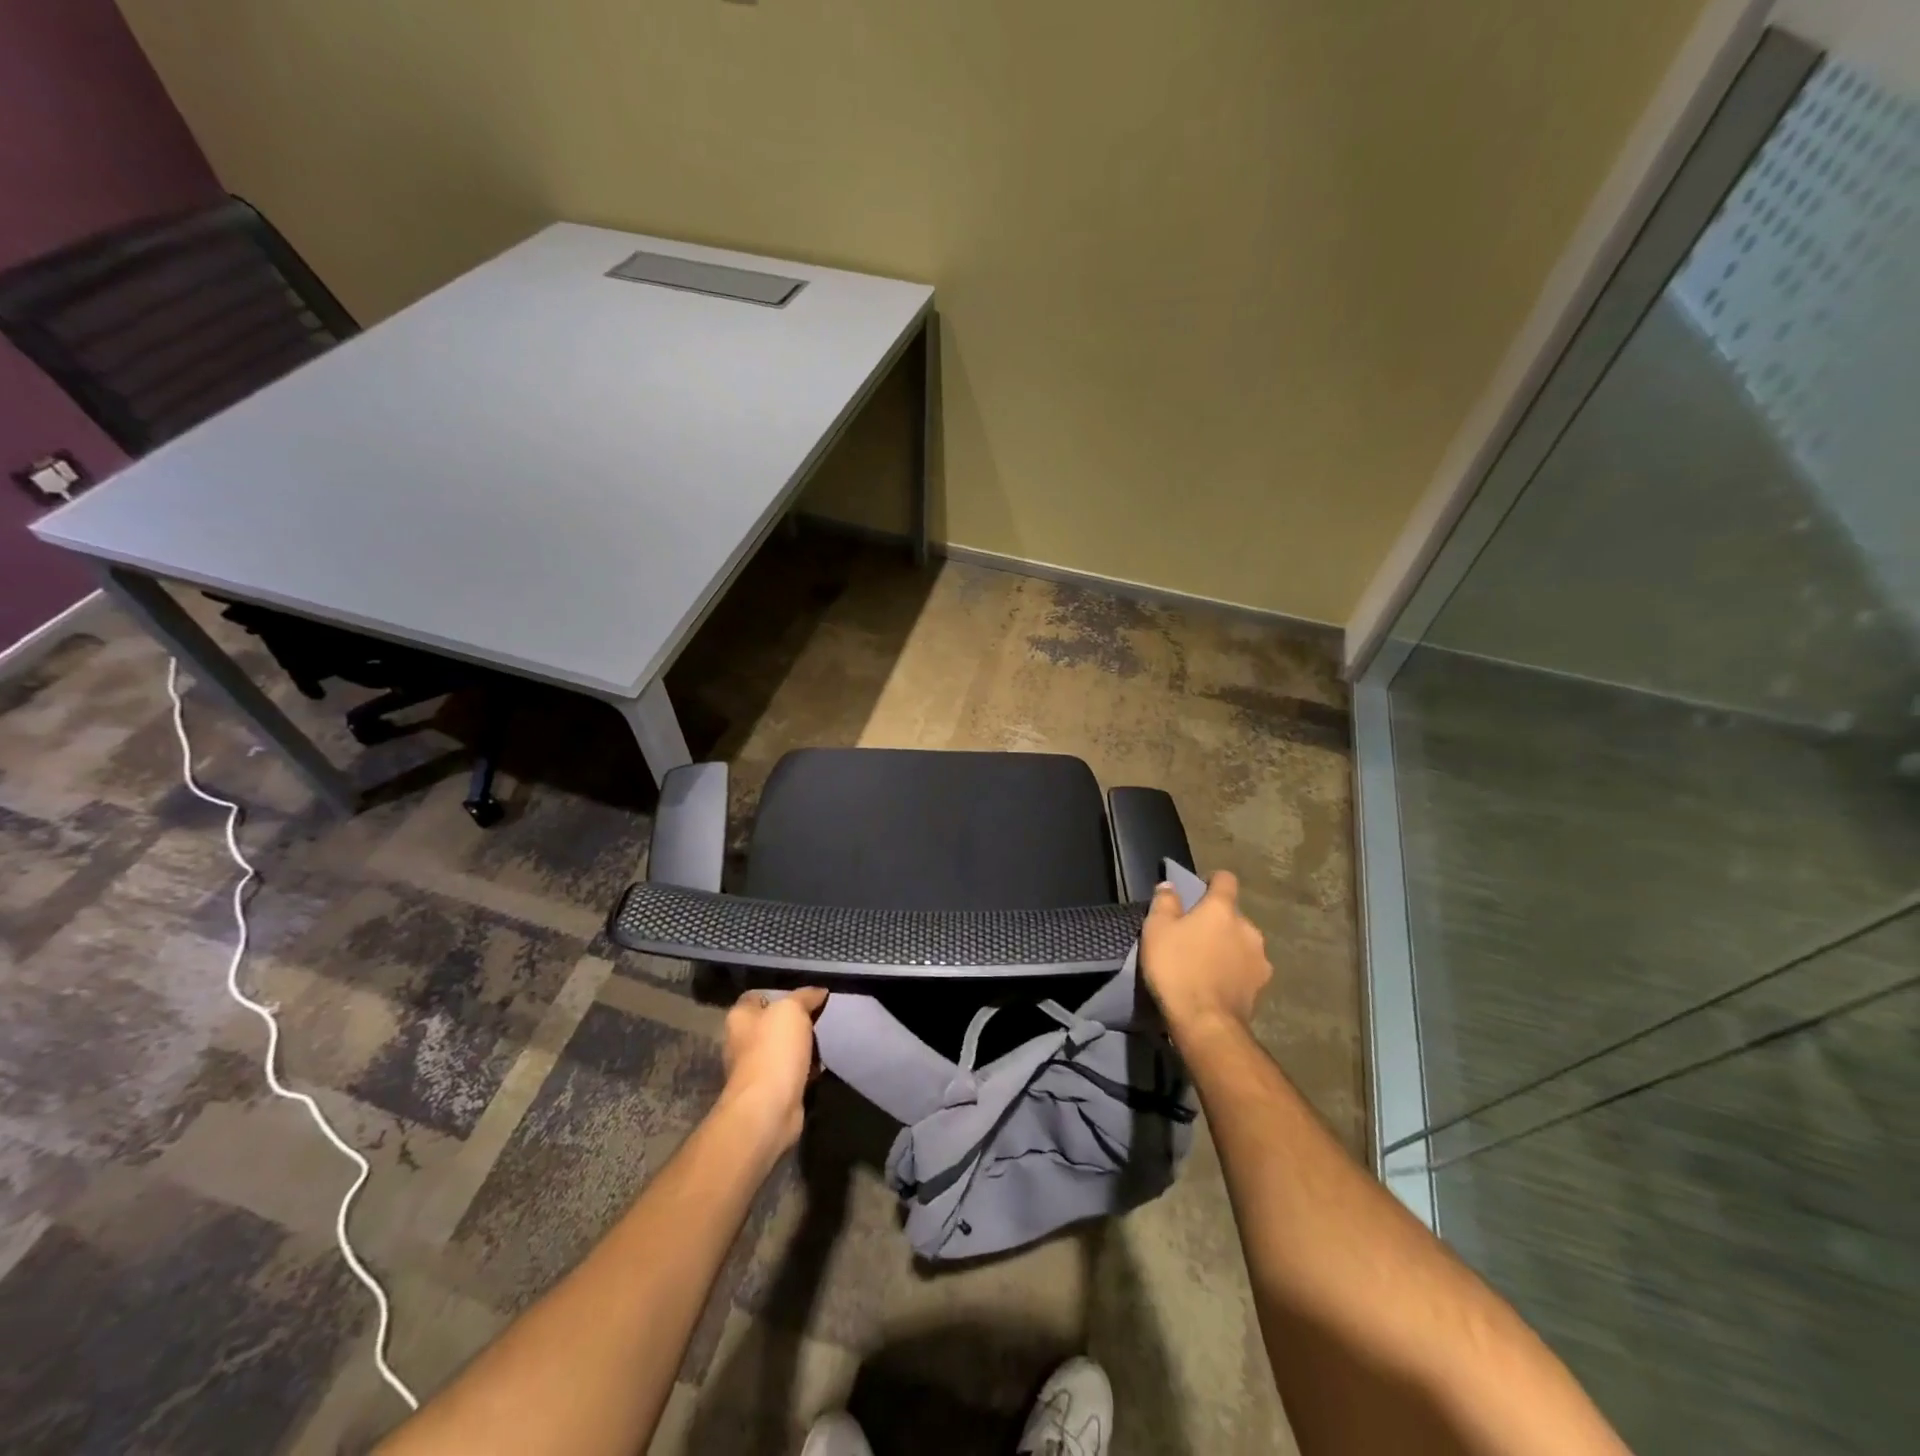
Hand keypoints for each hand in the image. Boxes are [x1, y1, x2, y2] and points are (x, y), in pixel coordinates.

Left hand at [719, 986, 826, 1151]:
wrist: (769, 1108)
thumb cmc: (774, 1050)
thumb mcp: (792, 1010)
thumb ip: (805, 996)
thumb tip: (819, 991)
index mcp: (739, 1017)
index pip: (757, 996)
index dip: (780, 993)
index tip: (805, 995)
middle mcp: (742, 1042)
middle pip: (772, 1023)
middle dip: (795, 1021)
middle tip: (821, 1015)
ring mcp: (755, 1069)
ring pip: (784, 1048)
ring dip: (803, 1046)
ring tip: (827, 1037)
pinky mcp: (771, 1091)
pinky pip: (792, 1072)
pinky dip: (807, 1069)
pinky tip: (824, 1063)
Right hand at [1140, 870, 1270, 1039]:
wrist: (1205, 1023)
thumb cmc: (1177, 968)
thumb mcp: (1156, 930)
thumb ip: (1165, 902)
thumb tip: (1170, 885)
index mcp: (1222, 909)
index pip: (1225, 879)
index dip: (1212, 881)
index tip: (1198, 891)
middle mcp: (1248, 928)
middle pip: (1233, 915)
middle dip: (1217, 921)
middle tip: (1193, 937)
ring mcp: (1260, 958)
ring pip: (1242, 942)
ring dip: (1228, 947)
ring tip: (1206, 964)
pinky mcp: (1262, 986)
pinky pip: (1246, 969)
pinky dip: (1234, 971)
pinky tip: (1218, 984)